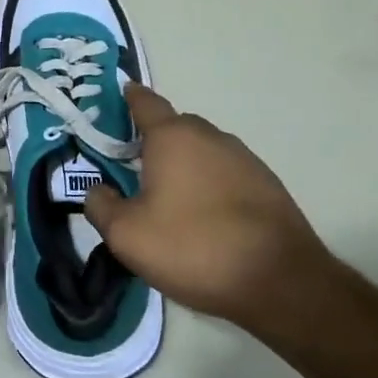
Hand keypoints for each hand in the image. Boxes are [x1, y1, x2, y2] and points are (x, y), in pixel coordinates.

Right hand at [83, 84, 332, 340]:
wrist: (280, 282)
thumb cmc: (193, 247)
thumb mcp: (127, 235)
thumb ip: (100, 206)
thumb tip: (97, 191)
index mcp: (173, 137)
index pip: (145, 102)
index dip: (130, 98)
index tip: (120, 95)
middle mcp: (210, 136)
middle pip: (175, 127)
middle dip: (154, 140)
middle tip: (134, 167)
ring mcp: (244, 159)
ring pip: (202, 151)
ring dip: (184, 165)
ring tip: (170, 199)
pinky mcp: (267, 186)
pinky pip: (226, 174)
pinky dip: (210, 185)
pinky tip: (205, 217)